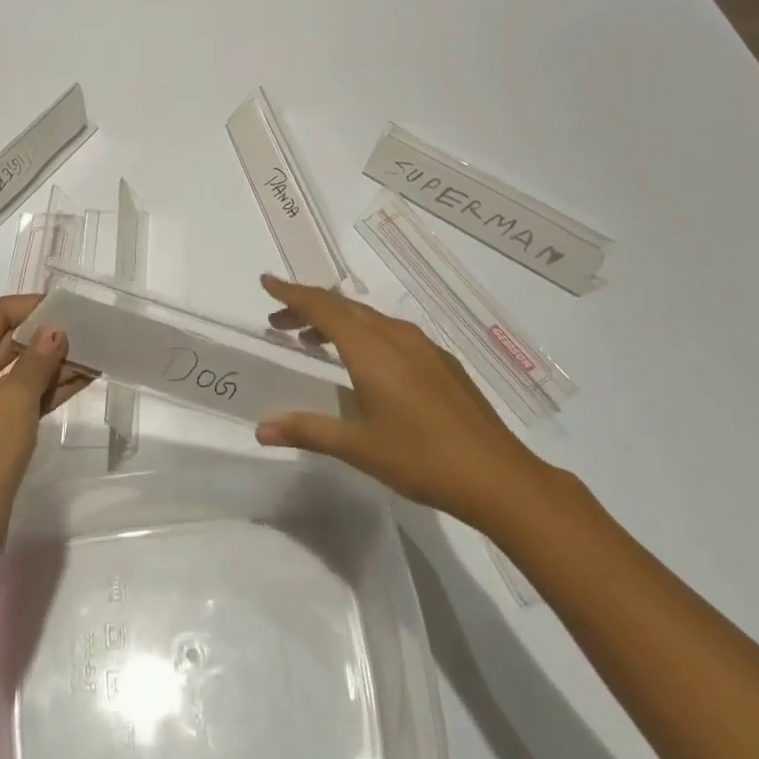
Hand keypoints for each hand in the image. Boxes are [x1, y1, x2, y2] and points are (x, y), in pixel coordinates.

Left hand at [0, 295, 69, 573]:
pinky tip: (81, 382)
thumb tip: (55, 330)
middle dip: (47, 337)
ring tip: (95, 354)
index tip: (70, 303)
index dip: (32, 306)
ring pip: (15, 372)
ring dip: (51, 365)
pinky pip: (17, 399)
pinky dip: (45, 391)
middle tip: (90, 330)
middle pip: (6, 342)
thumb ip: (39, 357)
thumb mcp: (16, 396)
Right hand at [255, 275, 551, 523]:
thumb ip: (307, 430)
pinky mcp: (441, 361)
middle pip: (343, 307)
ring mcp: (423, 346)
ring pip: (369, 318)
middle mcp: (395, 336)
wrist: (498, 476)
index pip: (321, 307)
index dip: (291, 293)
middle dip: (307, 308)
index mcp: (370, 349)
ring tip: (313, 341)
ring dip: (336, 322)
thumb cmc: (420, 458)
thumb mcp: (358, 447)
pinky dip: (365, 334)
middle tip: (279, 322)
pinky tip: (365, 362)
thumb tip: (260, 430)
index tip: (266, 282)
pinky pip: (392, 332)